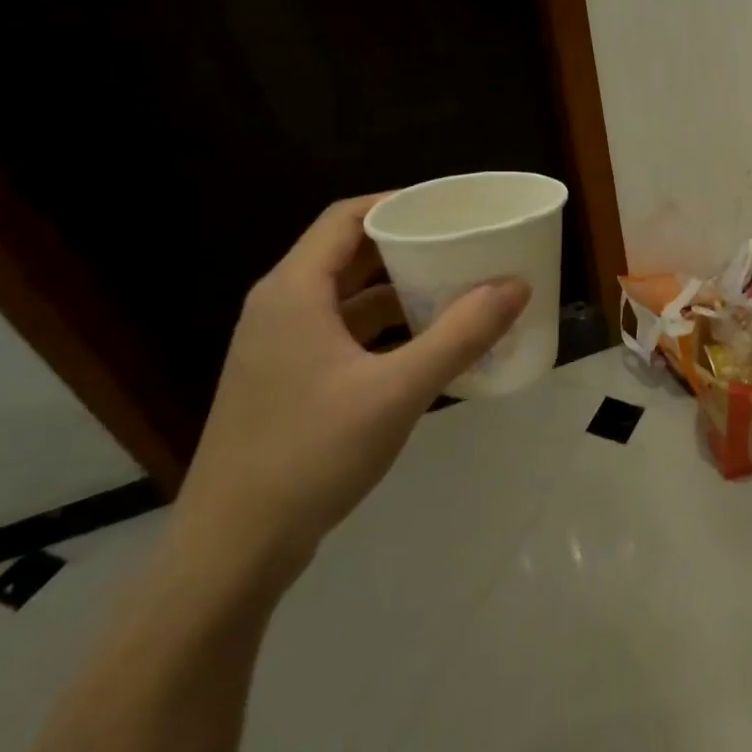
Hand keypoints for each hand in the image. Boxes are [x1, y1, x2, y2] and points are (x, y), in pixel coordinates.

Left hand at [172, 195, 529, 590]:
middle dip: (410, 247)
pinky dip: (388, 330)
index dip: (399, 204)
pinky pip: (346, 335)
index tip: (453, 208)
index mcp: (294, 292)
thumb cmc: (311, 453)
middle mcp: (282, 308)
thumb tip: (516, 285)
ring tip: (460, 291)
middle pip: (350, 255)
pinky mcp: (290, 382)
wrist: (234, 546)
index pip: (346, 218)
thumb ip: (460, 335)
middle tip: (468, 246)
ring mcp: (282, 348)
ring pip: (350, 298)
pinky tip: (430, 347)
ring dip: (402, 291)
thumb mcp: (397, 391)